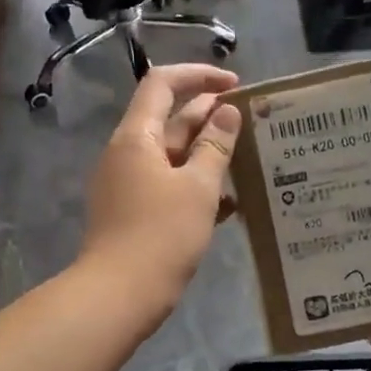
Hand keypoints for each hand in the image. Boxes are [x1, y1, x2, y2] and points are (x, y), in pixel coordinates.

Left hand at [81, 64, 243, 308]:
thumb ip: (215, 146)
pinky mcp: (133, 215)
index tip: (235, 85)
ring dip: (206, 155)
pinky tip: (228, 204)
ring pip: (172, 158)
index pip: (162, 84)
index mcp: (136, 138)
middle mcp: (127, 155)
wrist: (119, 295)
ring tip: (246, 161)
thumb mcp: (198, 187)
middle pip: (168, 121)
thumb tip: (227, 113)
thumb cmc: (161, 235)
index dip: (199, 75)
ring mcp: (128, 186)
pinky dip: (194, 188)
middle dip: (208, 117)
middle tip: (250, 123)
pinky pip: (167, 189)